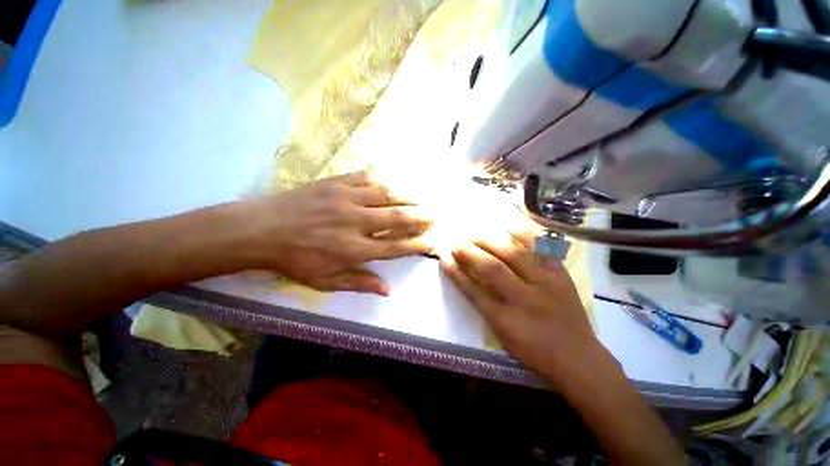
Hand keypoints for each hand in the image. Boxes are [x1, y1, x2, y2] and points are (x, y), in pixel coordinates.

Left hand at [238, 172, 432, 294]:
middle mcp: (355, 223)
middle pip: (397, 218)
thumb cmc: (294, 259)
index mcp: (353, 250)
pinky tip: (395, 183)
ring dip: (409, 196)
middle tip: (438, 215)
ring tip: (425, 197)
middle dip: (422, 216)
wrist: (261, 229)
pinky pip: (367, 178)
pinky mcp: (336, 183)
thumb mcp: (325, 281)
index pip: (395, 247)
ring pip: (387, 194)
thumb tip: (387, 290)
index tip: (431, 241)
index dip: (417, 244)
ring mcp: (346, 199)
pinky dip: (385, 180)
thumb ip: (359, 283)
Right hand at [439, 233, 604, 384]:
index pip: (473, 291)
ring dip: (491, 240)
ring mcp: (547, 284)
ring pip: (515, 254)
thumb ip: (483, 306)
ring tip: (476, 232)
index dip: (455, 272)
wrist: (579, 357)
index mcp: (507, 320)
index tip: (443, 256)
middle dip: (470, 252)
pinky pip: (541, 248)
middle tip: (457, 241)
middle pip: (493, 268)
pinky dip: (524, 235)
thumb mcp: (502, 335)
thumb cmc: (534, 350)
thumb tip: (467, 277)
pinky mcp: (561, 275)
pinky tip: (509, 226)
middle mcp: (526, 299)